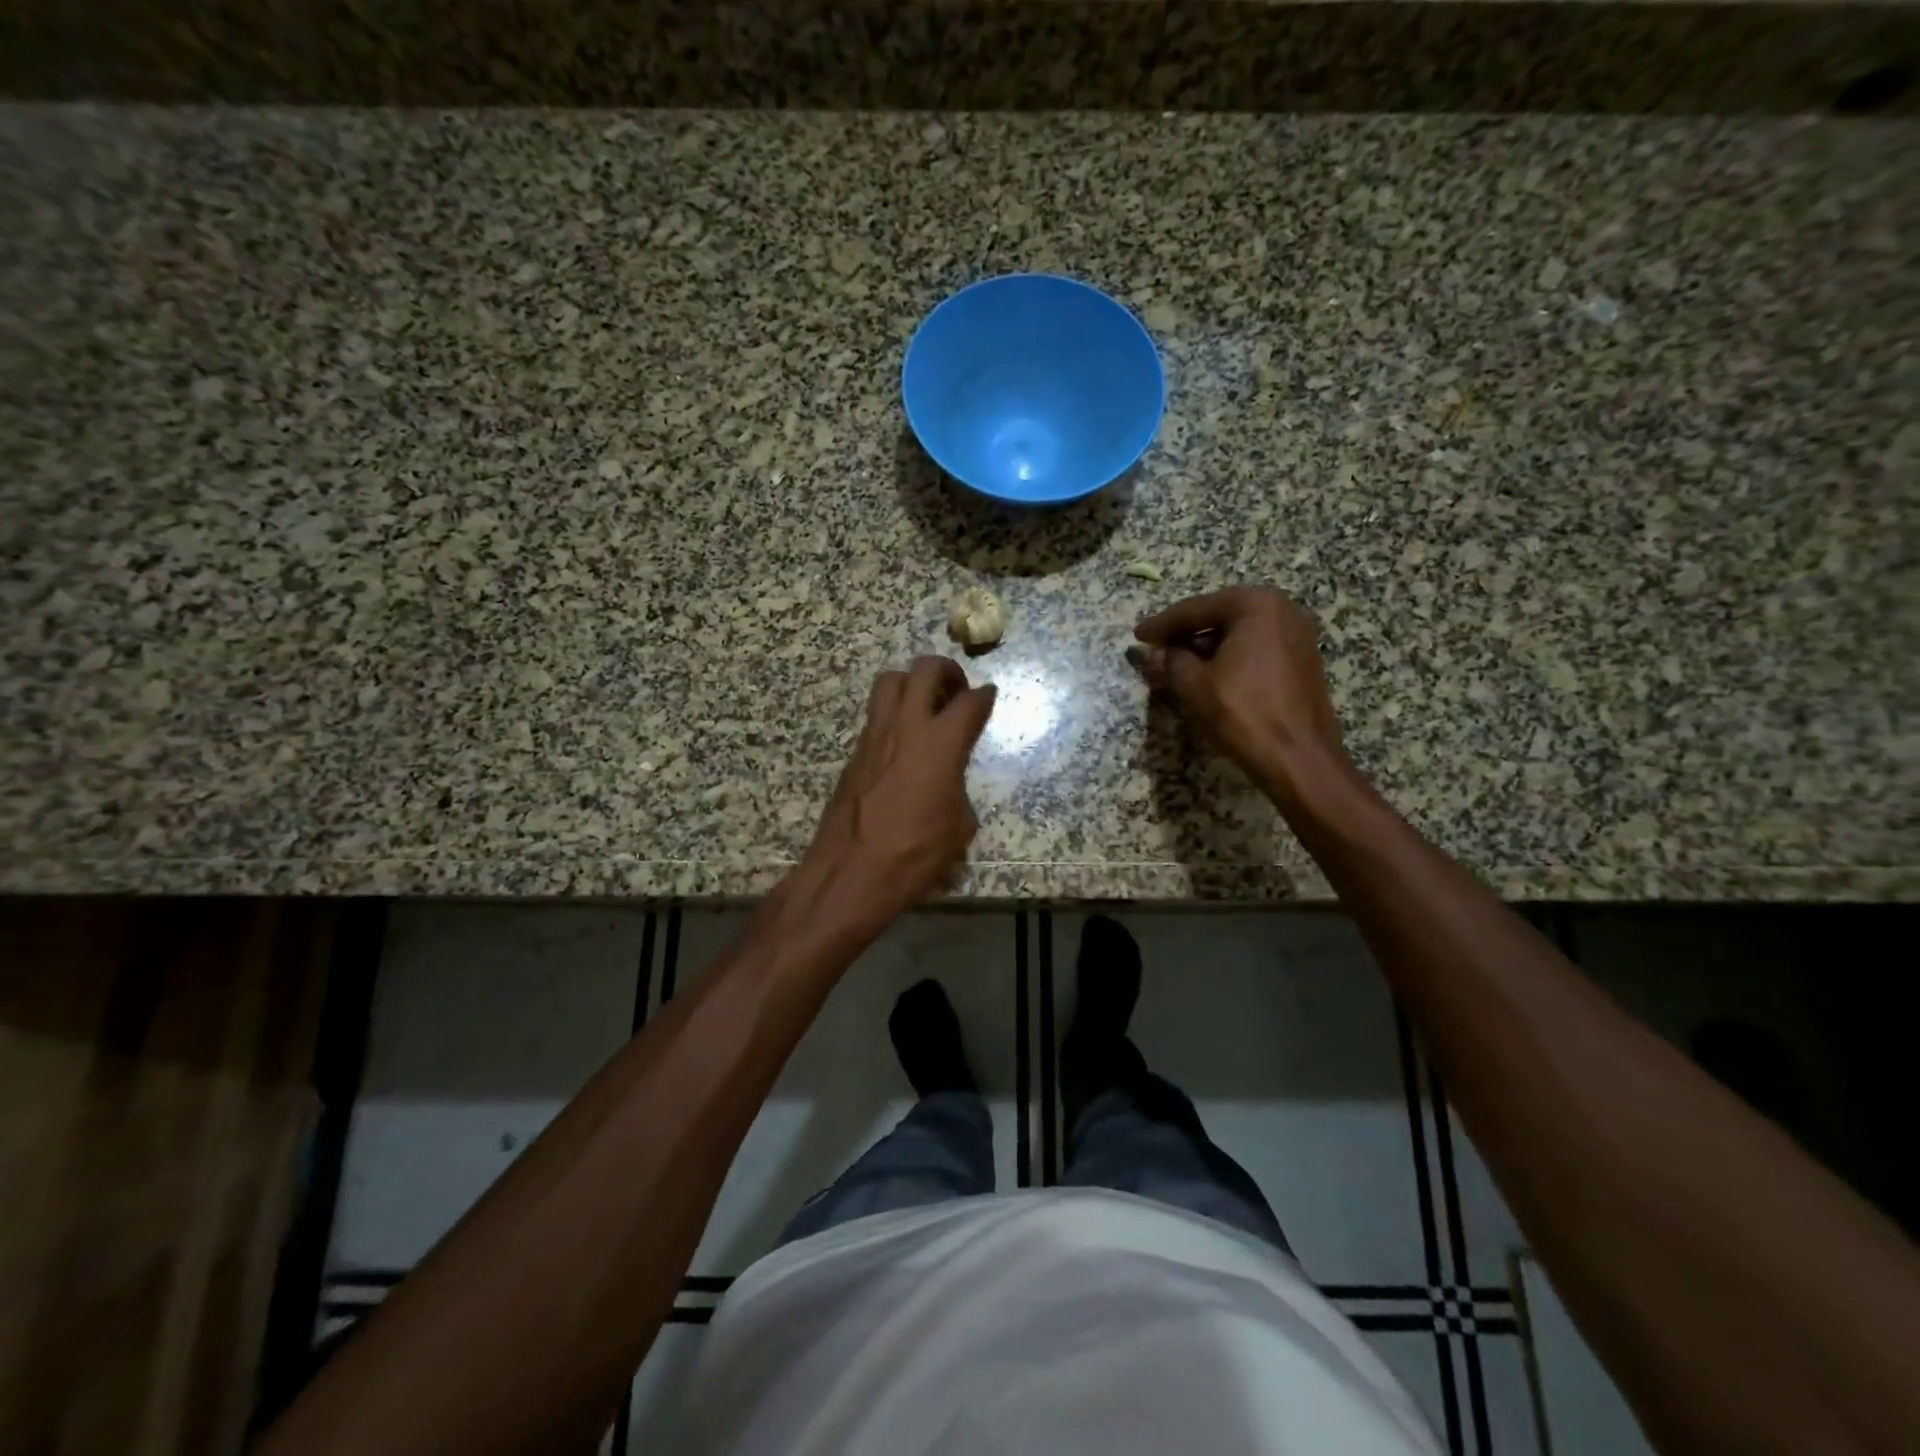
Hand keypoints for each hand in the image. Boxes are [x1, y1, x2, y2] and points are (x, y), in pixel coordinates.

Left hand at [796, 657, 996, 931]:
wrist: (852, 871)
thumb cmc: (915, 853)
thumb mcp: (959, 828)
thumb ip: (959, 790)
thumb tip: (949, 784)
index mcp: (942, 743)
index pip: (970, 702)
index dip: (985, 696)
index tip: (989, 695)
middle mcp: (907, 726)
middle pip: (925, 669)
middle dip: (946, 670)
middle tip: (956, 688)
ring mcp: (875, 735)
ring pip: (890, 681)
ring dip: (911, 682)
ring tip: (925, 704)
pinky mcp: (854, 751)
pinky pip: (876, 714)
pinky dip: (893, 714)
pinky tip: (902, 741)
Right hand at [1132, 587, 1347, 799]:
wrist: (1299, 758)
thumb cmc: (1243, 713)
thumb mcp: (1194, 685)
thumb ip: (1169, 661)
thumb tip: (1150, 652)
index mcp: (1256, 605)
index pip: (1196, 609)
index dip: (1162, 624)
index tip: (1138, 635)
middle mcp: (1283, 609)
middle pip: (1220, 616)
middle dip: (1186, 632)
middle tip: (1156, 646)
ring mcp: (1298, 634)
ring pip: (1239, 632)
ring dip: (1206, 646)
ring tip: (1177, 663)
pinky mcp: (1303, 659)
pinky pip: (1256, 647)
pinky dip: (1230, 656)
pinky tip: (1210, 674)